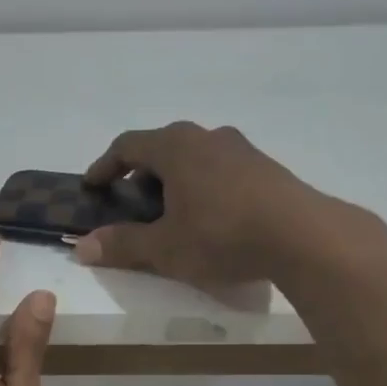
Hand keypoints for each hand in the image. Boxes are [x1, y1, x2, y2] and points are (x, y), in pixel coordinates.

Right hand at [73, 122, 386, 284]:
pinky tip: (210, 218)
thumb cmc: (222, 236)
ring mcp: (241, 149)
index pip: (128, 145)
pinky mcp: (266, 167)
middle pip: (162, 147)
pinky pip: (220, 169)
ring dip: (174, 180)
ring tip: (171, 214)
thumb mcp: (165, 248)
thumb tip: (83, 247)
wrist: (303, 236)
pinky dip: (202, 186)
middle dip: (141, 175)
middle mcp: (207, 137)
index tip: (92, 186)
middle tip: (132, 204)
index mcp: (176, 146)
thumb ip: (123, 244)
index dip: (105, 166)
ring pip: (194, 157)